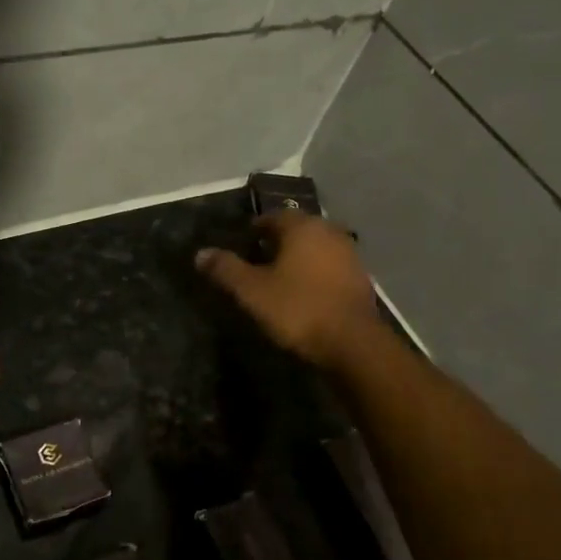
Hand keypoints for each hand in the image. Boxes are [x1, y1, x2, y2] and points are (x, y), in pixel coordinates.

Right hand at [196, 211, 388, 370]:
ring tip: (279, 276)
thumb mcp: (252, 291)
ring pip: (316, 246)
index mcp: (302, 227)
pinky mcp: (360, 277)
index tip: (242, 243)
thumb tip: (200, 253)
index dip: (255, 229)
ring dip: (298, 256)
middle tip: (257, 259)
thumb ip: (226, 269)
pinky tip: (304, 290)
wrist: (352, 342)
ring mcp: (349, 254)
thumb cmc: (298, 309)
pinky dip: (315, 271)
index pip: (273, 216)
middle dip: (277, 241)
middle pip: (297, 229)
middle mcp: (328, 231)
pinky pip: (330, 265)